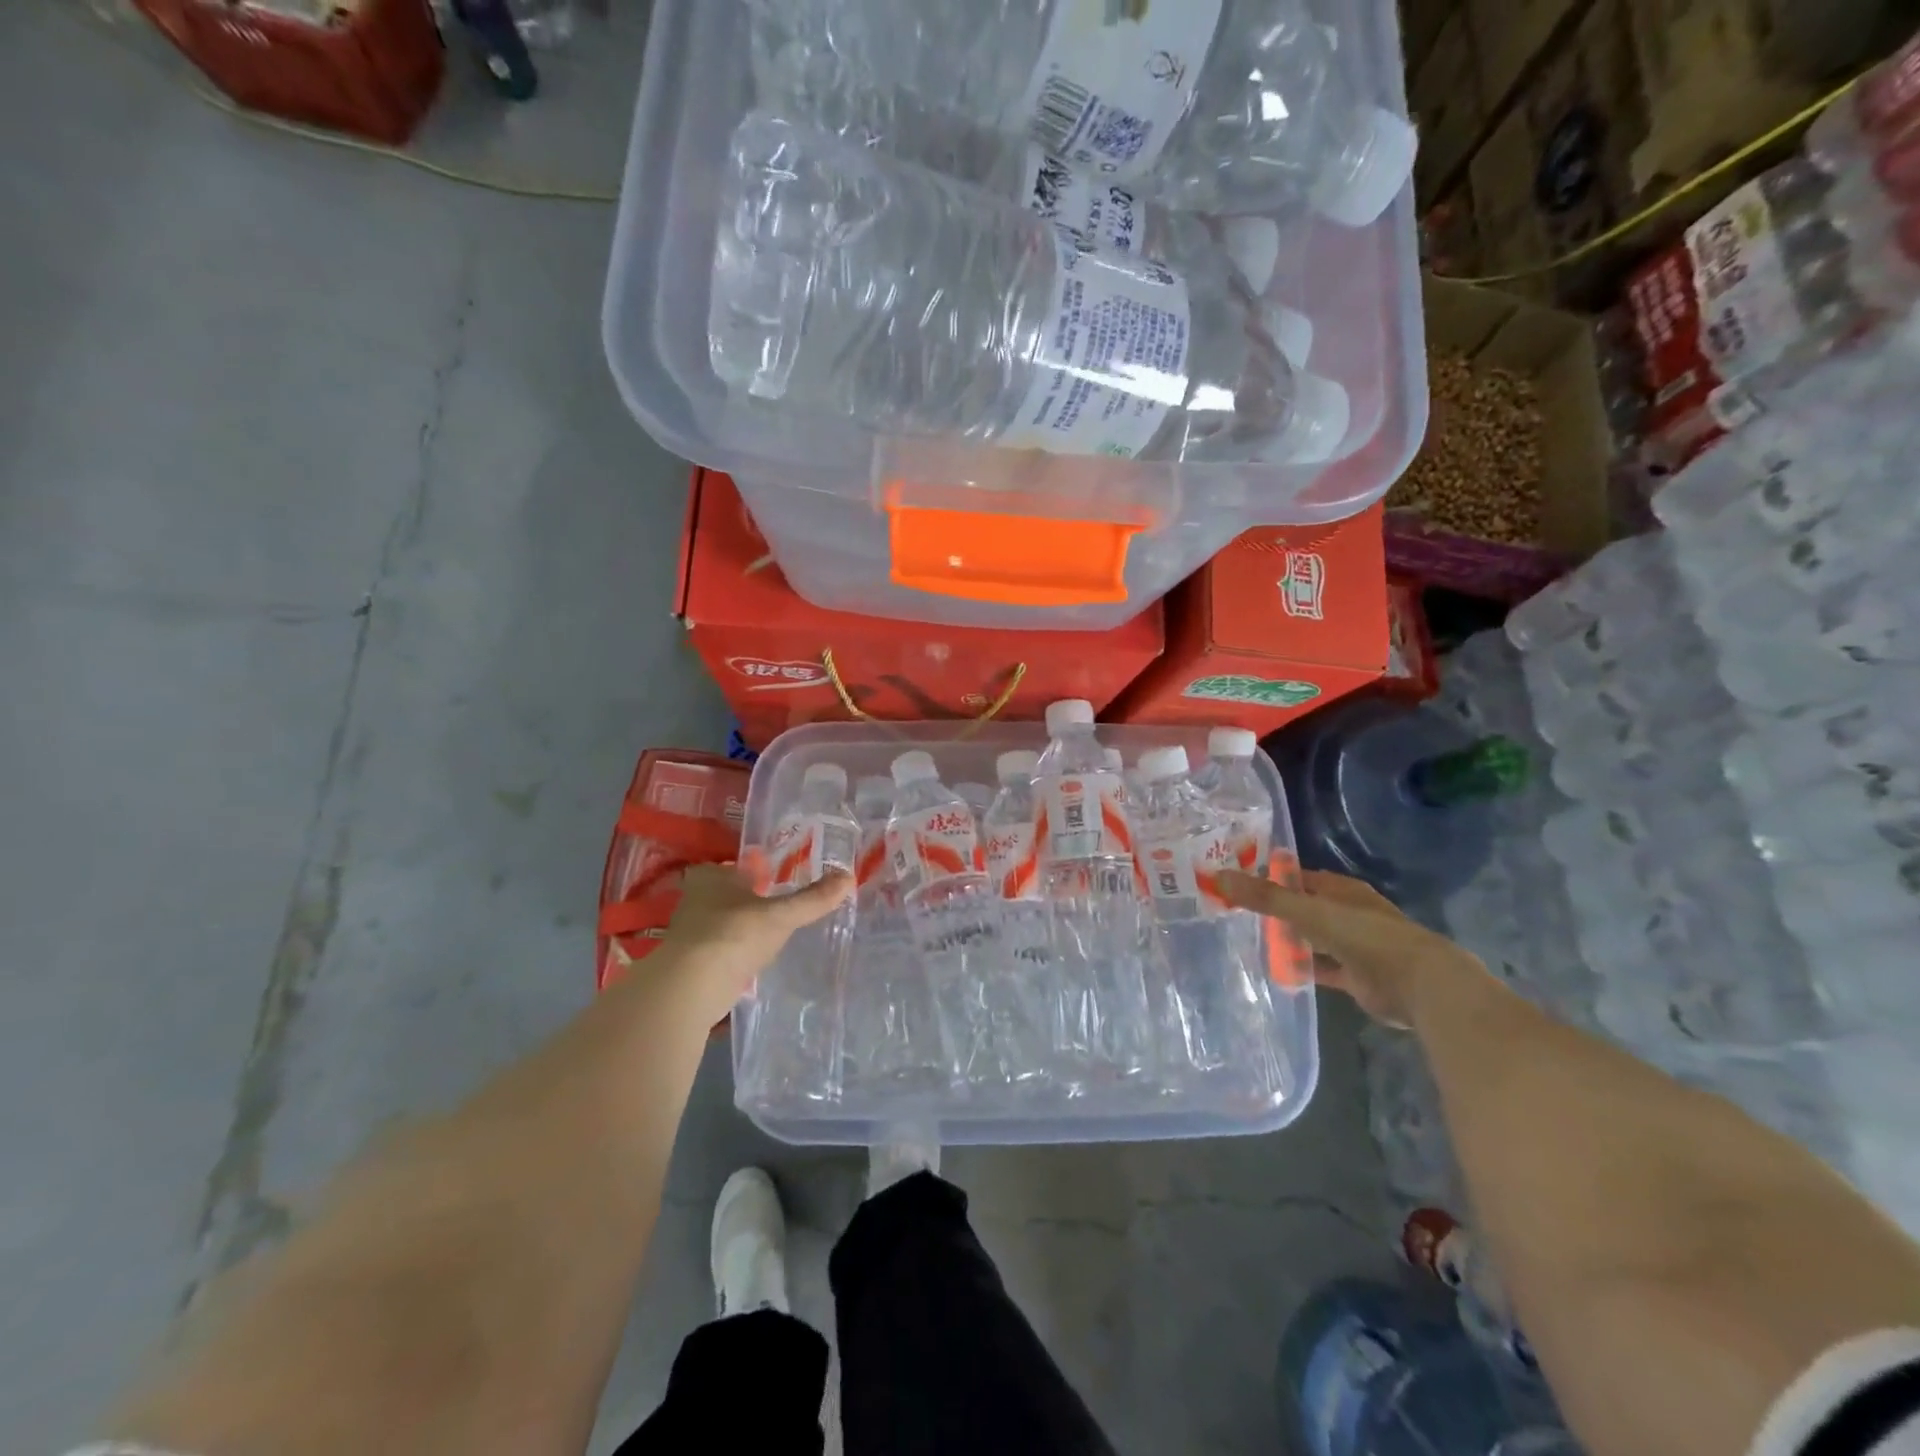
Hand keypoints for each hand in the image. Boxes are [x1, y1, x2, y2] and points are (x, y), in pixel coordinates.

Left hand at [653, 864, 852, 1028]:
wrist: (691, 988)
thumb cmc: (735, 934)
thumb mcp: (781, 915)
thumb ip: (813, 899)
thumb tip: (849, 877)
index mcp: (712, 877)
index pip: (733, 866)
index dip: (753, 871)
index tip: (773, 879)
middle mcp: (695, 900)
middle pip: (727, 895)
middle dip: (748, 901)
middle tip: (777, 906)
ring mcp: (689, 934)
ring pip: (722, 924)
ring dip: (741, 930)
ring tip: (771, 935)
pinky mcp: (691, 965)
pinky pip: (720, 953)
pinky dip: (735, 956)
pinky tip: (754, 963)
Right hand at [1216, 868, 1481, 1028]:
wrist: (1421, 985)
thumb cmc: (1366, 937)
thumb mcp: (1309, 912)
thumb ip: (1266, 897)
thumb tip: (1218, 876)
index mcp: (1342, 890)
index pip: (1300, 878)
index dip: (1271, 878)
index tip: (1239, 882)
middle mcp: (1349, 913)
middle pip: (1305, 907)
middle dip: (1277, 909)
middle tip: (1238, 912)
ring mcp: (1355, 946)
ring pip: (1313, 938)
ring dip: (1289, 939)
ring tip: (1251, 940)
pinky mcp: (1357, 976)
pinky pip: (1322, 968)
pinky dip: (1303, 968)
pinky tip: (1278, 971)